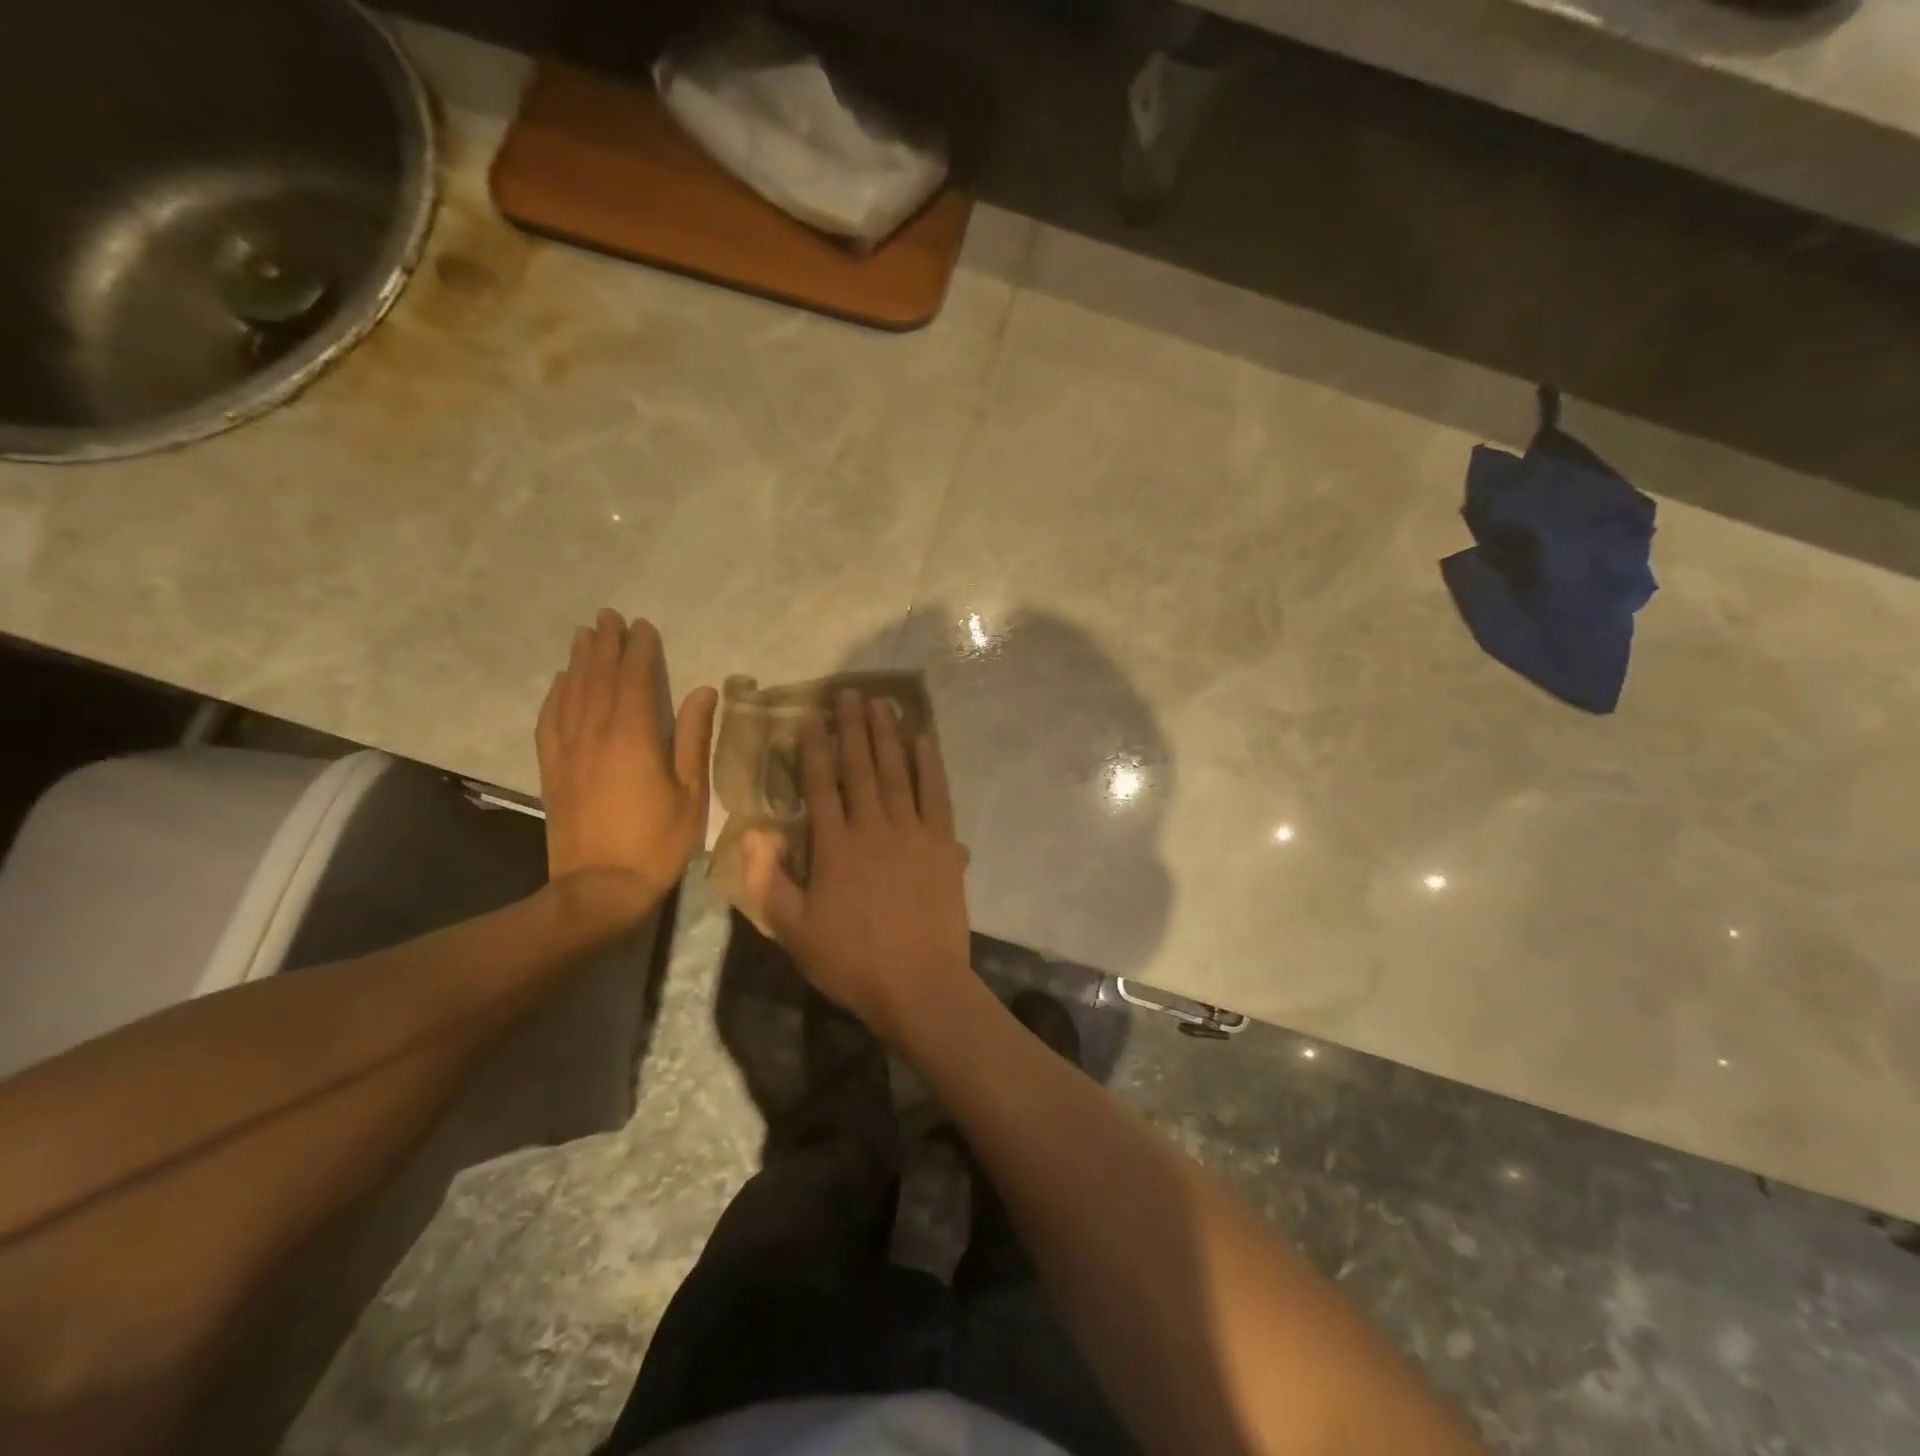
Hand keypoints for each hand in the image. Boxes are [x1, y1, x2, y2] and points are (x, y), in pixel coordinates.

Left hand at [536, 610, 717, 919]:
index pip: (635, 680)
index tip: (642, 626)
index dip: (639, 650)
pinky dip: (556, 695)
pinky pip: (550, 721)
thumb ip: (694, 738)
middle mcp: (595, 734)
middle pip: (598, 678)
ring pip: (572, 693)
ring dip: (579, 661)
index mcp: (634, 737)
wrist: (598, 888)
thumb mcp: (691, 793)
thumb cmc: (657, 842)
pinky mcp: (552, 770)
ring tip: (584, 635)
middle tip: (608, 616)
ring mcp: (568, 751)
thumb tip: (704, 691)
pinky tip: (561, 682)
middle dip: (605, 644)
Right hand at [744, 691, 972, 1043]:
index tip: (810, 716)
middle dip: (853, 728)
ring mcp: (912, 832)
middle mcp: (872, 827)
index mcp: (834, 846)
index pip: (820, 785)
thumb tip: (752, 834)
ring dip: (888, 735)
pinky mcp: (943, 844)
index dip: (814, 747)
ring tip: (882, 703)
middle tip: (849, 693)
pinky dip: (930, 765)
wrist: (918, 985)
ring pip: (896, 772)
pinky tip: (924, 740)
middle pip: (860, 767)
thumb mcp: (794, 931)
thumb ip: (768, 881)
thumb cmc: (851, 961)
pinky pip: (936, 794)